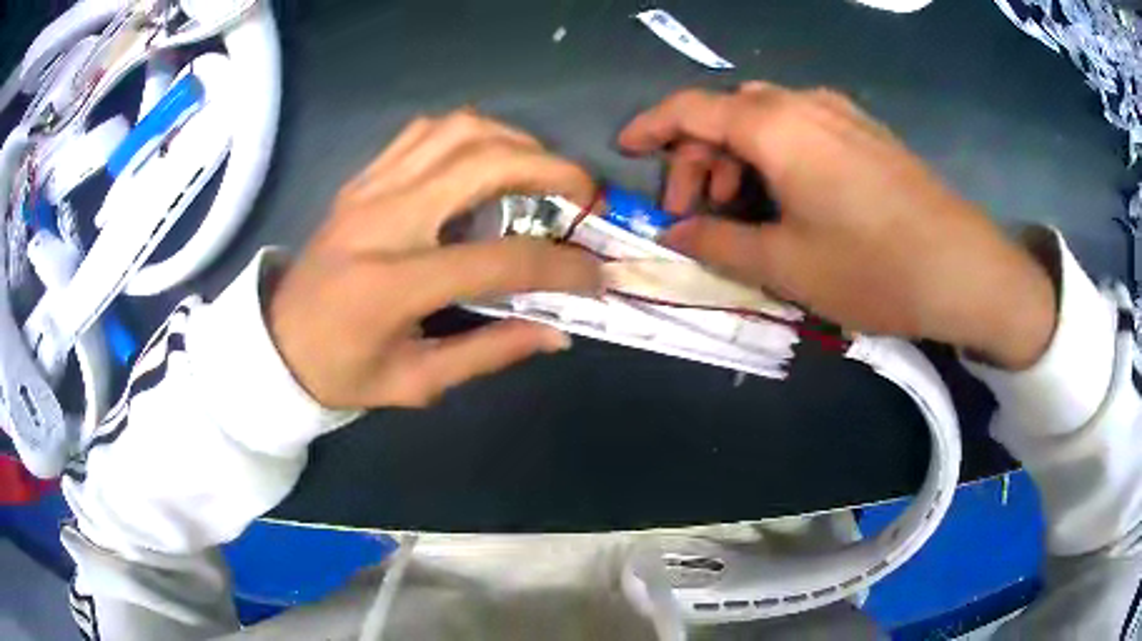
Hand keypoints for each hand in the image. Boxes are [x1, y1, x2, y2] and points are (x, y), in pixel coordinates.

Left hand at [268, 110, 601, 408]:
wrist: (277, 340)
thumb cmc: (341, 371)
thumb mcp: (415, 382)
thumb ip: (489, 352)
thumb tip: (557, 332)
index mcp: (393, 285)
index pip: (498, 261)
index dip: (559, 267)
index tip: (594, 274)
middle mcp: (383, 220)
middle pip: (482, 164)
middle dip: (550, 170)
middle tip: (582, 193)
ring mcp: (369, 189)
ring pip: (456, 131)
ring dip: (513, 140)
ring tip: (541, 170)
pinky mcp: (362, 178)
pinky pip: (423, 132)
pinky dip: (469, 133)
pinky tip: (487, 158)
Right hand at [619, 84, 1055, 369]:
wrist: (962, 269)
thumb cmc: (873, 268)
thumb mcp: (786, 266)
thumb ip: (718, 243)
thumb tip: (672, 235)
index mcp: (775, 126)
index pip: (690, 108)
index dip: (650, 127)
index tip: (627, 151)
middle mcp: (803, 104)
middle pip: (727, 111)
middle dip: (697, 155)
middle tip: (695, 211)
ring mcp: (840, 113)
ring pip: (764, 117)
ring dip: (737, 155)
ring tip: (741, 208)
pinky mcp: (864, 131)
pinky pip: (800, 125)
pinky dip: (774, 152)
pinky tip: (787, 194)